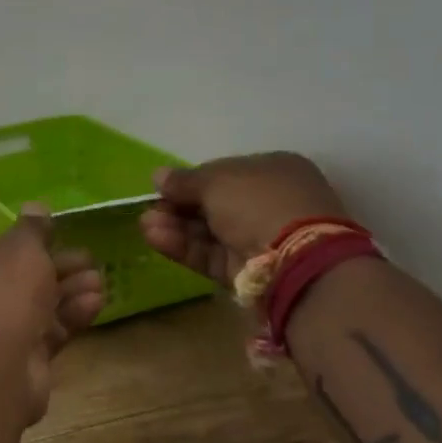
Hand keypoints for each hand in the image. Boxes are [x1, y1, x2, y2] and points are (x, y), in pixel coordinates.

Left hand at [0, 208, 105, 424]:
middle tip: (90, 259)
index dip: (28, 242)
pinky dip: (70, 316)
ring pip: (37, 304)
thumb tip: (35, 206)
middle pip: (21, 276)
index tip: (59, 236)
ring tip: (100, 280)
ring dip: (69, 290)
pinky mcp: (19, 358)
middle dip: (58, 267)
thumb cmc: (2, 291)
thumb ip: (33, 228)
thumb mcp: (22, 247)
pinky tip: (96, 303)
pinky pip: (47, 330)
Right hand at [139, 152, 349, 285]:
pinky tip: (155, 238)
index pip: (225, 173)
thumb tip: (158, 176)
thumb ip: (184, 180)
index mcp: (274, 171)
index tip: (165, 186)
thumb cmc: (258, 201)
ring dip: (175, 226)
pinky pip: (211, 254)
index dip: (192, 179)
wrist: (295, 260)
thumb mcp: (216, 180)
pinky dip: (183, 246)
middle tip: (150, 208)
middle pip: (213, 204)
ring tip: (145, 225)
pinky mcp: (248, 271)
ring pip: (209, 231)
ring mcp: (260, 239)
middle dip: (179, 206)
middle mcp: (269, 203)